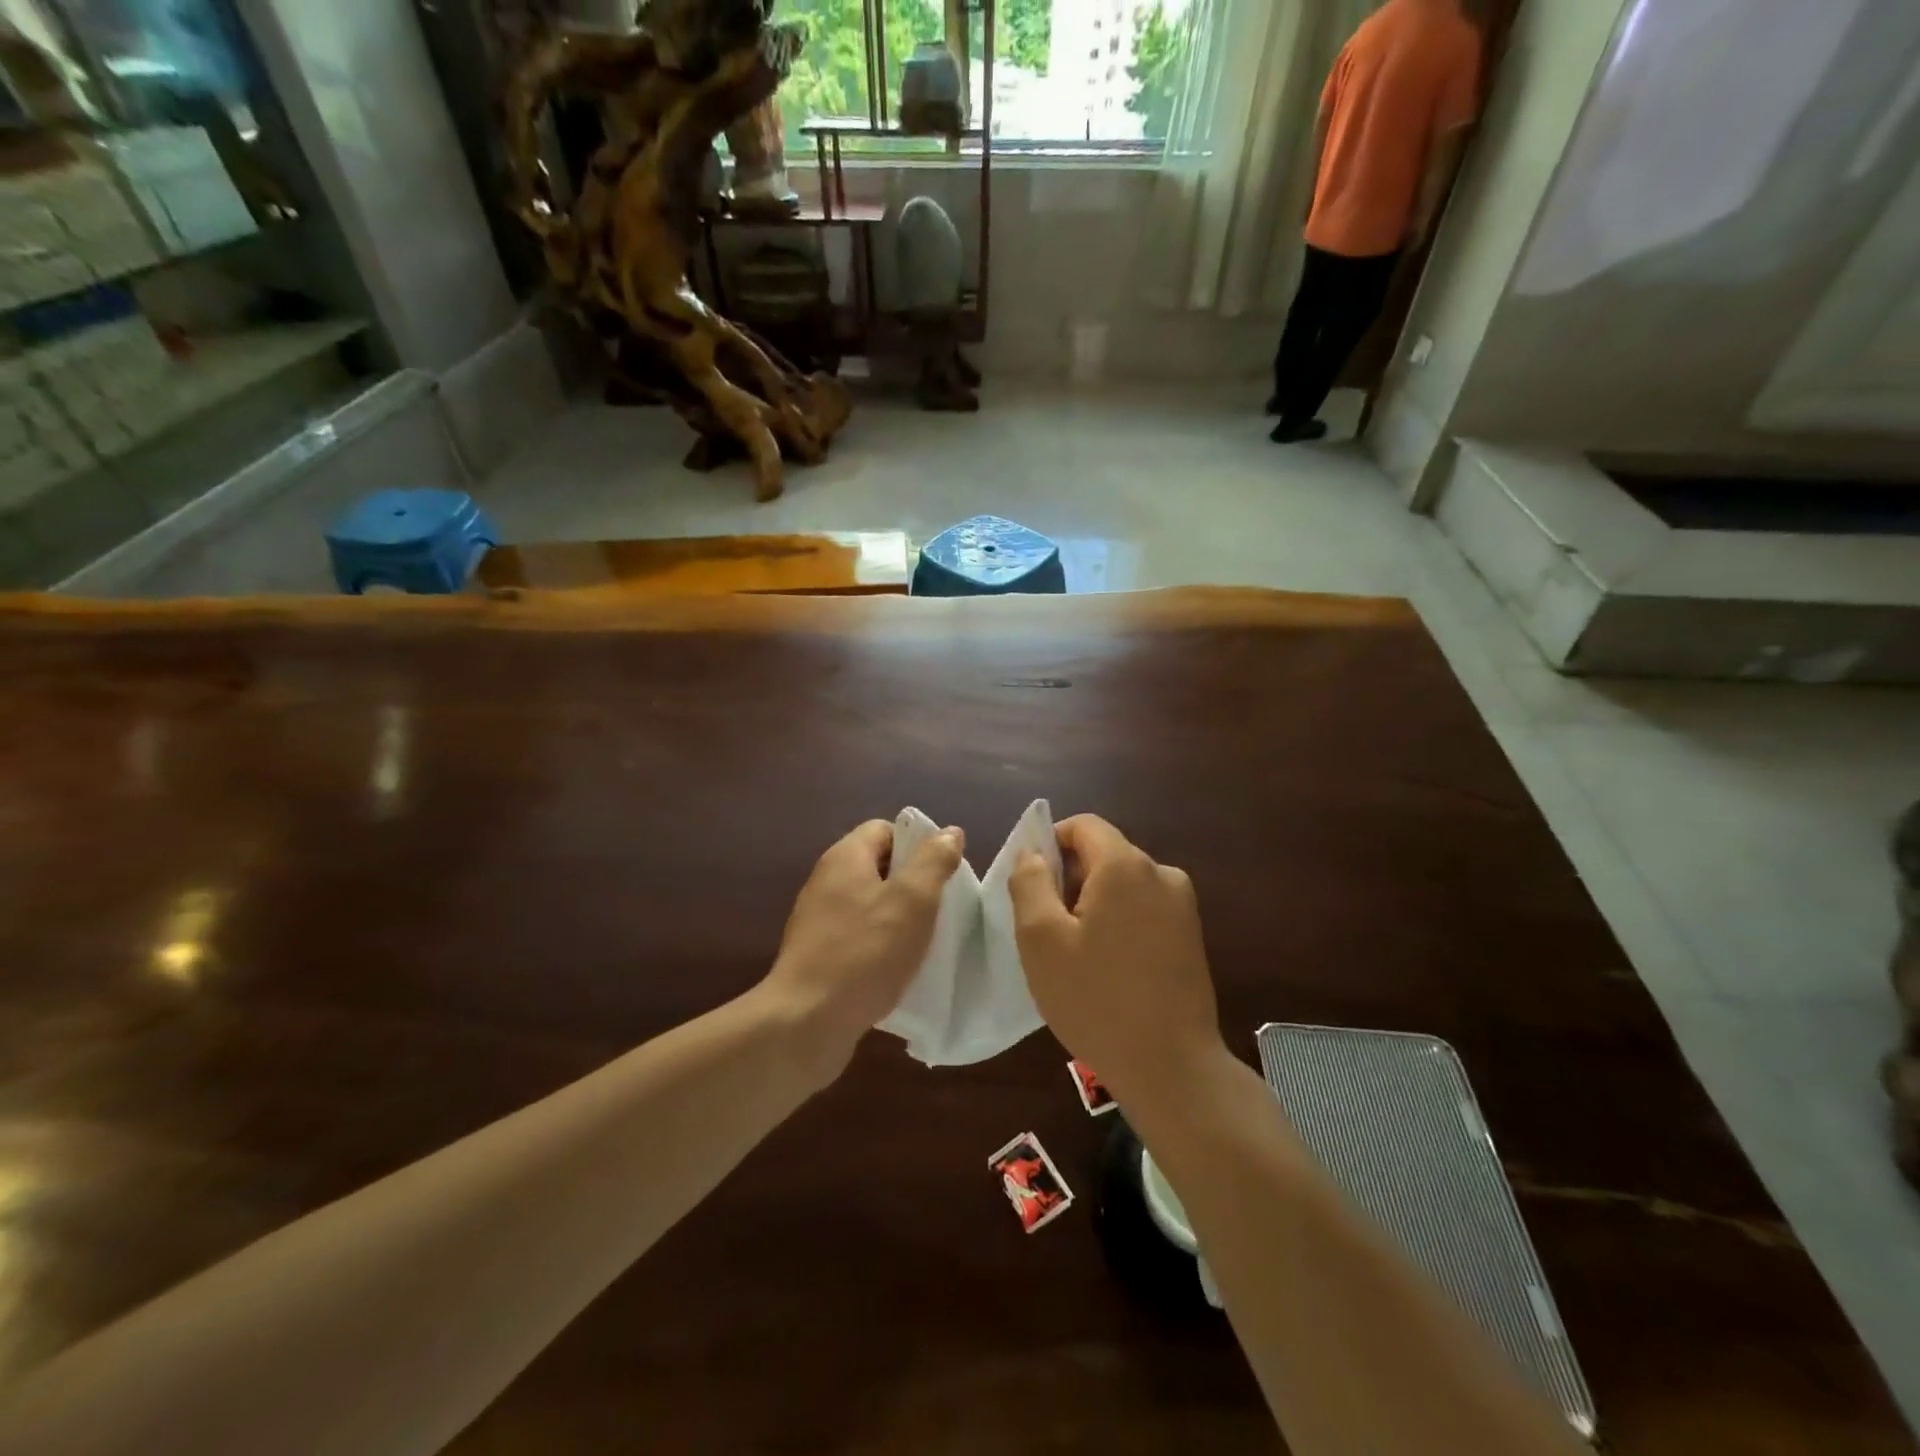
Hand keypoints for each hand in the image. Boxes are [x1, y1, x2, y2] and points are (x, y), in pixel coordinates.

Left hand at [760, 820, 964, 1075]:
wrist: (806, 1022)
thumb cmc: (865, 952)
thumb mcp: (913, 900)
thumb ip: (934, 861)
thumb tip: (950, 832)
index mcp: (845, 858)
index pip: (885, 830)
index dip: (916, 844)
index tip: (941, 874)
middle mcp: (826, 881)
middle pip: (878, 866)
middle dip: (911, 884)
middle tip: (940, 909)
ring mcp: (818, 919)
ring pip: (870, 904)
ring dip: (898, 918)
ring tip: (924, 941)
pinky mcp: (817, 954)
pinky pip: (858, 936)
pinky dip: (880, 946)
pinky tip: (897, 969)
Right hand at [1009, 816, 1223, 1111]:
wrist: (1171, 1067)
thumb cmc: (1096, 999)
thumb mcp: (1041, 939)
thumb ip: (1029, 882)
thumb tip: (1032, 852)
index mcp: (1126, 865)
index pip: (1083, 826)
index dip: (1050, 844)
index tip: (1031, 886)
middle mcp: (1161, 873)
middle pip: (1103, 854)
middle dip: (1070, 879)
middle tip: (1047, 929)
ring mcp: (1182, 905)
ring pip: (1122, 884)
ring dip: (1093, 903)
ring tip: (1076, 954)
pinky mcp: (1191, 935)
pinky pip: (1143, 909)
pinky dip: (1118, 922)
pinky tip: (1107, 967)